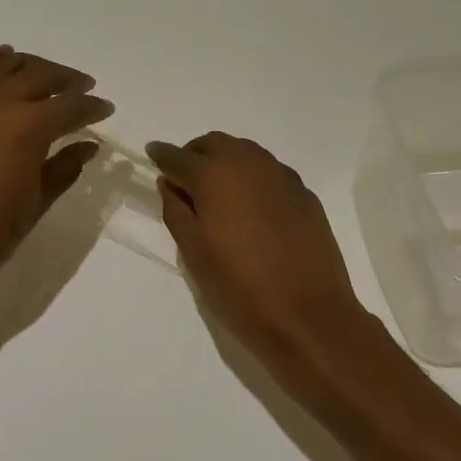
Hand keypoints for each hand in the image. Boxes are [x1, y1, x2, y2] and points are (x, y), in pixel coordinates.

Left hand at [0, 47, 113, 309]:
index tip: (106, 109)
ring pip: (3, 65)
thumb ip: (64, 168)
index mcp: (28, 127)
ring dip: (31, 66)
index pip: (71, 106)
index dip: (93, 107)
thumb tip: (87, 146)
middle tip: (82, 89)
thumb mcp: (35, 204)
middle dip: (67, 81)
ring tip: (45, 76)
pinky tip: (1, 62)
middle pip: (40, 75)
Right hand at [146, 132, 371, 370]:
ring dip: (226, 162)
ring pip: (246, 154)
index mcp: (215, 175)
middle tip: (183, 179)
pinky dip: (252, 179)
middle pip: (215, 144)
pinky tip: (251, 208)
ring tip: (216, 192)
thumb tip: (171, 185)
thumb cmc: (239, 288)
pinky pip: (270, 173)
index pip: (178, 156)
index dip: (162, 156)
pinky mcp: (305, 195)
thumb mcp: (194, 253)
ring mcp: (283, 177)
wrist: (308, 316)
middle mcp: (250, 163)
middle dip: (195, 155)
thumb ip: (176, 211)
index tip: (152, 155)